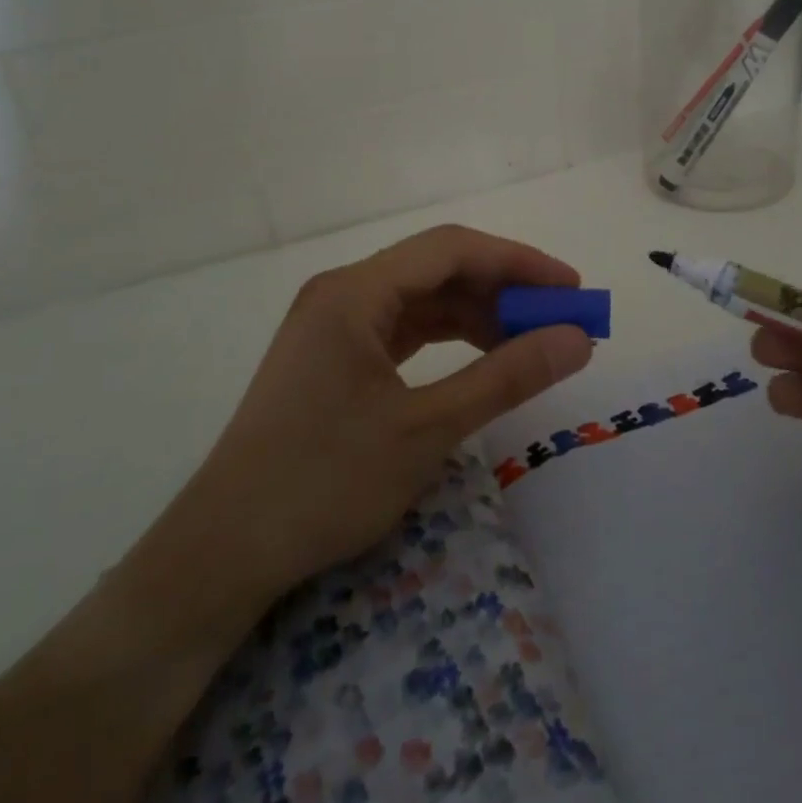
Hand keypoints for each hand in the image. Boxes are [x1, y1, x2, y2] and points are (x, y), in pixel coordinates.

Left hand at [126, 225, 593, 646]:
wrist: (223, 553)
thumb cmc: (324, 482)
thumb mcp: (427, 428)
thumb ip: (507, 376)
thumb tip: (578, 338)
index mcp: (355, 292)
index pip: (452, 249)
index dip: (519, 262)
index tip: (571, 289)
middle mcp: (342, 294)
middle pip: (436, 270)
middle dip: (501, 290)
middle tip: (558, 322)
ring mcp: (333, 326)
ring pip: (421, 300)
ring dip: (477, 315)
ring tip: (528, 344)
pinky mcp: (332, 357)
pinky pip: (402, 329)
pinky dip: (447, 339)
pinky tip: (479, 358)